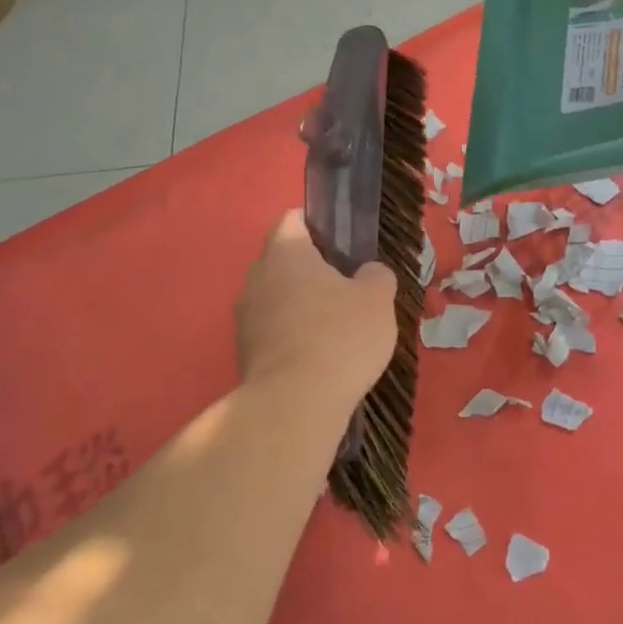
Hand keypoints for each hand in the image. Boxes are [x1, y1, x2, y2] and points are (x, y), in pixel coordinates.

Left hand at [236, 211, 397, 410]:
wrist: (295, 404)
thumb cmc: (339, 337)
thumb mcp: (377, 299)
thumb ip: (376, 276)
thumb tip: (368, 273)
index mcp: (285, 252)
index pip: (294, 219)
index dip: (320, 226)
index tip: (346, 245)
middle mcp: (256, 277)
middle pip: (284, 260)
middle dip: (314, 270)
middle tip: (350, 288)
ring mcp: (245, 317)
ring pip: (278, 297)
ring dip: (303, 306)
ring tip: (338, 328)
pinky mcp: (245, 352)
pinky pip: (274, 331)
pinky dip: (294, 336)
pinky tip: (321, 356)